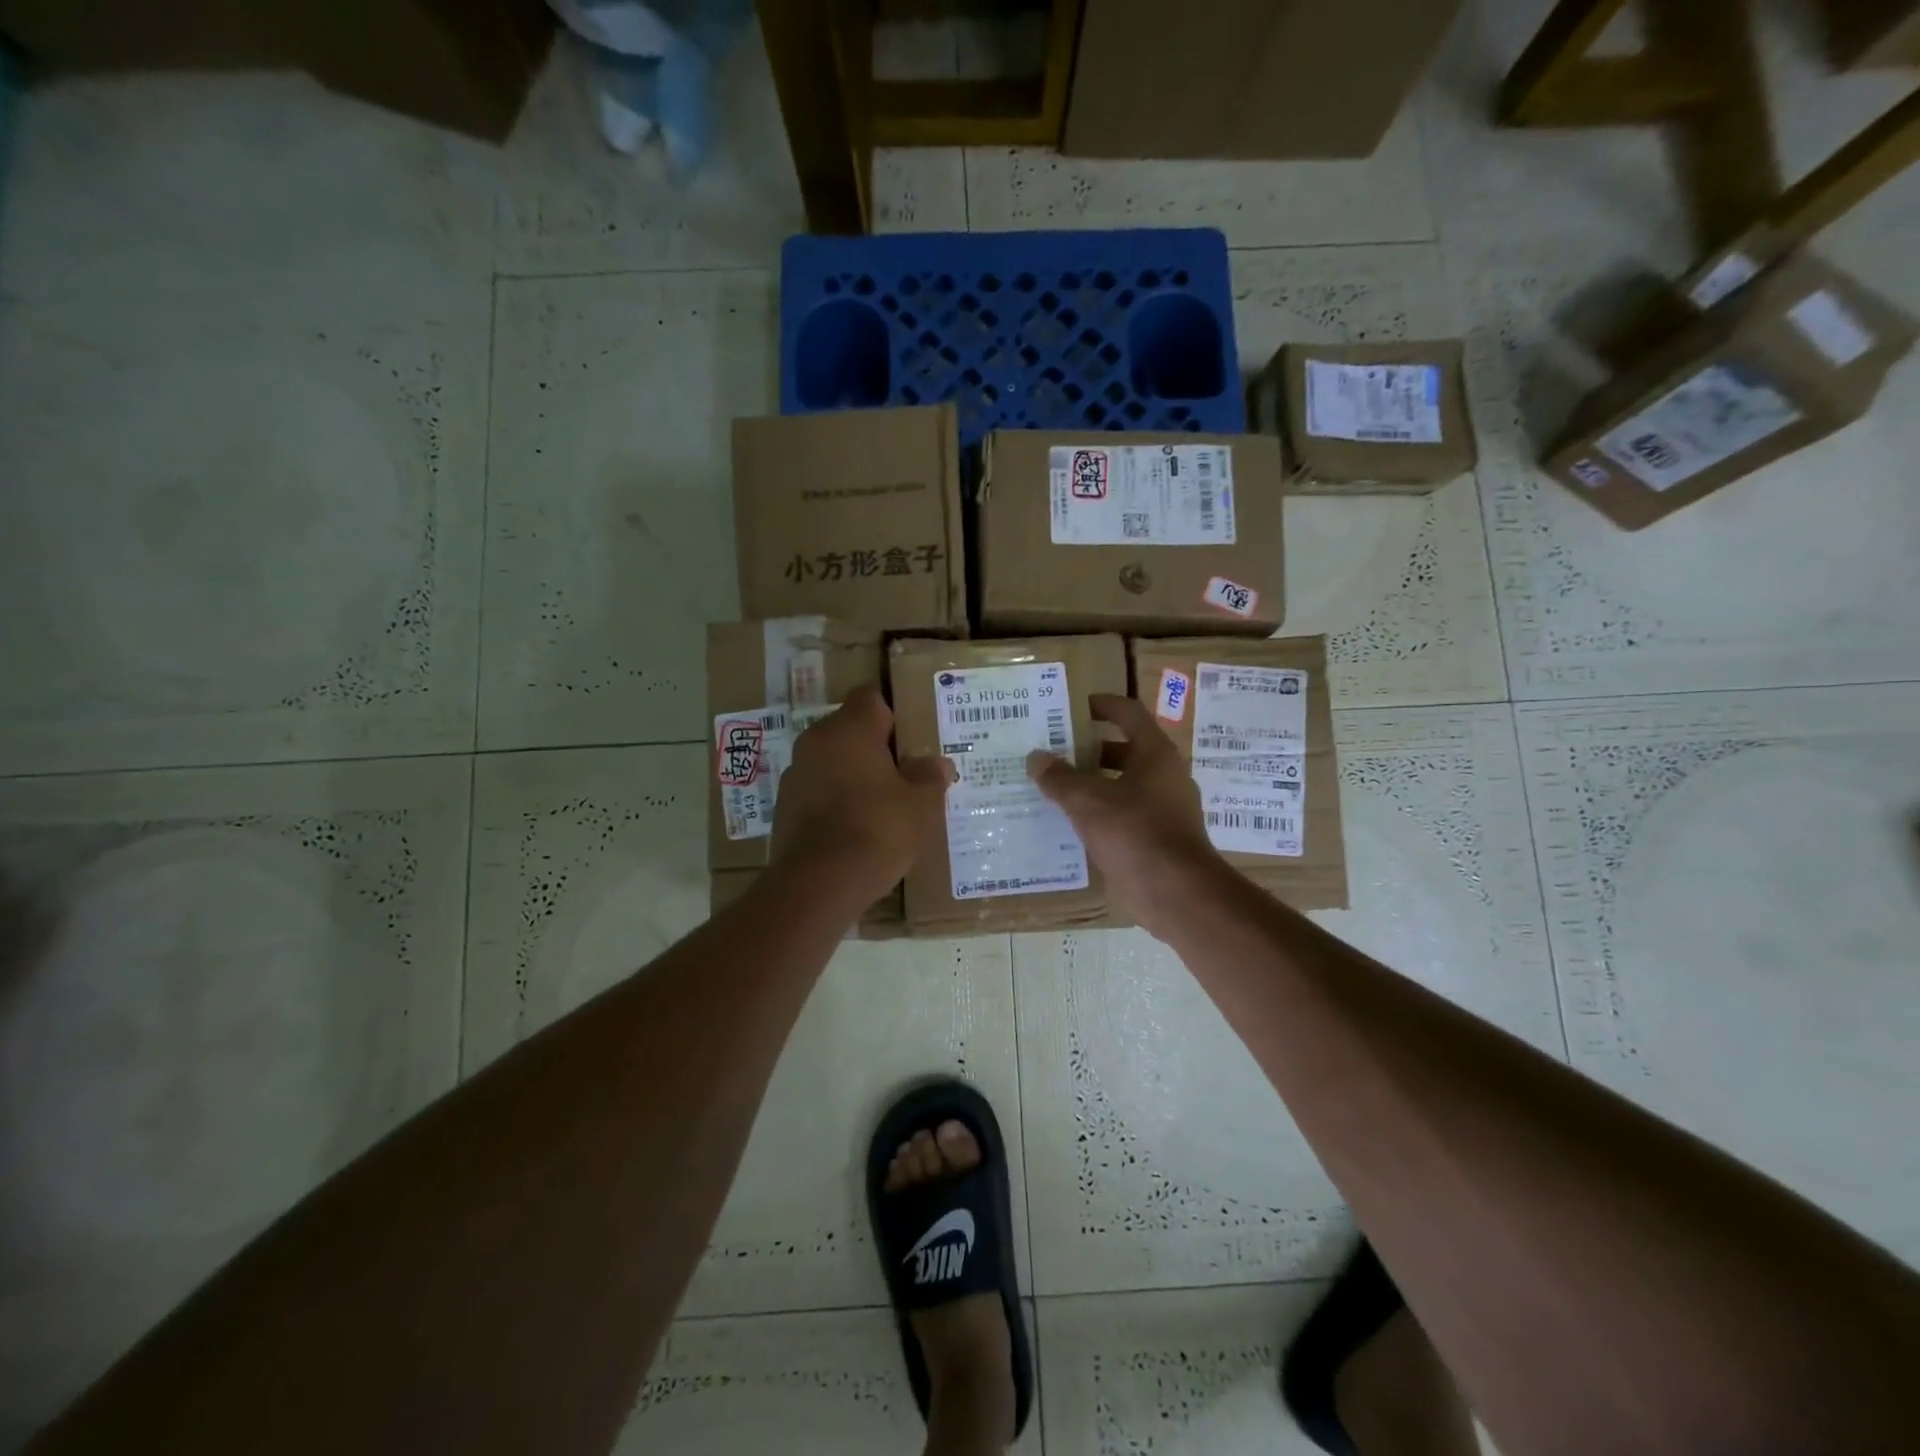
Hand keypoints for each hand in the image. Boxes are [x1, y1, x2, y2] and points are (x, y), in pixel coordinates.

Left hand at [773, 685, 954, 901]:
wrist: (820, 882)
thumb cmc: (878, 828)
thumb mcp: (921, 804)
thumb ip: (930, 776)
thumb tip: (937, 764)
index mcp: (850, 728)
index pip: (871, 698)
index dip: (894, 716)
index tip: (911, 743)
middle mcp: (816, 740)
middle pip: (849, 730)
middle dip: (875, 749)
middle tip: (903, 776)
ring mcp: (795, 774)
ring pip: (831, 761)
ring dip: (852, 775)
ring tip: (880, 806)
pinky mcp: (784, 806)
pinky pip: (817, 791)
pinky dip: (834, 801)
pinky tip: (855, 829)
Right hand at [1027, 694, 1227, 937]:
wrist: (1177, 893)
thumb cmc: (1134, 833)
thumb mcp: (1088, 801)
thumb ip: (1059, 778)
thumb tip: (1036, 757)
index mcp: (1155, 753)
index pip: (1128, 713)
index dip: (1102, 705)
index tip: (1074, 707)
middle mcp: (1165, 774)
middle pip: (1125, 749)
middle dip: (1089, 749)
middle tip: (1054, 751)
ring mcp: (1167, 808)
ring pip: (1125, 784)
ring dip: (1094, 783)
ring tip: (1056, 787)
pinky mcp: (1161, 837)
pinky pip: (1127, 813)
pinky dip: (1103, 812)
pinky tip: (1075, 823)